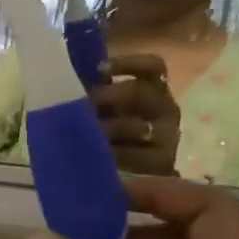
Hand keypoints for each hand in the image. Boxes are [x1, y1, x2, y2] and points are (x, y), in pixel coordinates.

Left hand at [91, 53, 179, 176]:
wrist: (133, 174)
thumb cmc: (111, 130)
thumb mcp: (106, 107)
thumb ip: (97, 91)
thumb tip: (70, 76)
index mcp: (154, 89)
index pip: (153, 67)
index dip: (128, 64)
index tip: (99, 69)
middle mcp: (166, 109)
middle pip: (142, 92)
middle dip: (110, 95)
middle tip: (85, 104)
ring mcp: (169, 136)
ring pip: (140, 125)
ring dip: (111, 127)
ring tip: (89, 132)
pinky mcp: (164, 162)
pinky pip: (141, 156)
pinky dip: (119, 154)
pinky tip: (103, 155)